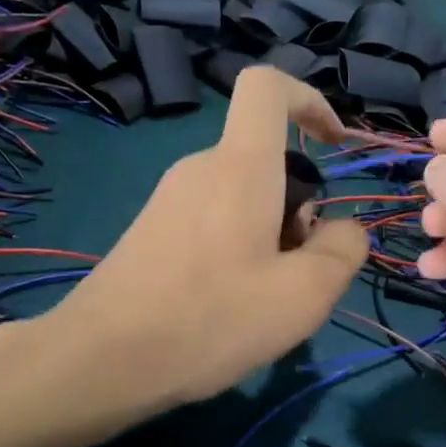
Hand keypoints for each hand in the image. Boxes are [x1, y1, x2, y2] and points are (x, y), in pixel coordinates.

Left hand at [30, 67, 367, 417]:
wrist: (101, 360)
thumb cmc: (210, 320)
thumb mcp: (304, 295)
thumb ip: (342, 250)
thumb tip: (343, 229)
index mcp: (239, 166)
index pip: (266, 86)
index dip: (309, 100)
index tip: (332, 145)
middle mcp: (200, 168)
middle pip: (265, 159)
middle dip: (298, 205)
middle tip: (297, 272)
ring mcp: (169, 198)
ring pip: (241, 196)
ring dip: (269, 234)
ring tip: (263, 300)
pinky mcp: (151, 230)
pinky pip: (212, 219)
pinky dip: (237, 248)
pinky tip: (225, 306)